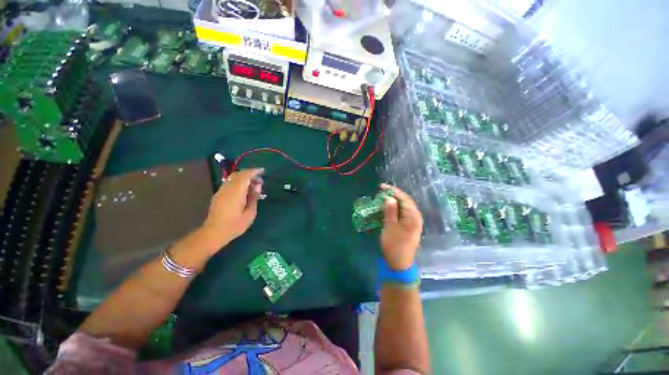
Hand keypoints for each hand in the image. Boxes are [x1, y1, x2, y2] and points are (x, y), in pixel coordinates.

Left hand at [200, 168, 263, 251]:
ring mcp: (221, 191)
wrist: (214, 233)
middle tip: (259, 181)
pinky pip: (229, 183)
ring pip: (233, 178)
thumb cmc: (235, 225)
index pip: (246, 175)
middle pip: (239, 174)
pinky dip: (238, 182)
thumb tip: (257, 186)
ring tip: (253, 186)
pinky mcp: (218, 195)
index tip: (263, 171)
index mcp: (237, 191)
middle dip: (250, 174)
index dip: (254, 171)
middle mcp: (228, 188)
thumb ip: (254, 197)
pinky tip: (243, 191)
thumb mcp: (250, 213)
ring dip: (244, 178)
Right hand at [380, 183, 422, 269]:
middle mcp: (415, 217)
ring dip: (393, 201)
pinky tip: (387, 208)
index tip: (382, 186)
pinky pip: (401, 213)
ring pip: (403, 207)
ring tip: (382, 198)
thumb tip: (389, 198)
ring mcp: (412, 222)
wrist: (399, 263)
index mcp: (413, 216)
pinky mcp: (408, 226)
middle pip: (405, 201)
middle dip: (393, 195)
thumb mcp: (390, 226)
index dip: (393, 191)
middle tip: (381, 191)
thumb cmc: (394, 245)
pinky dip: (394, 209)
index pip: (404, 198)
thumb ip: (390, 211)